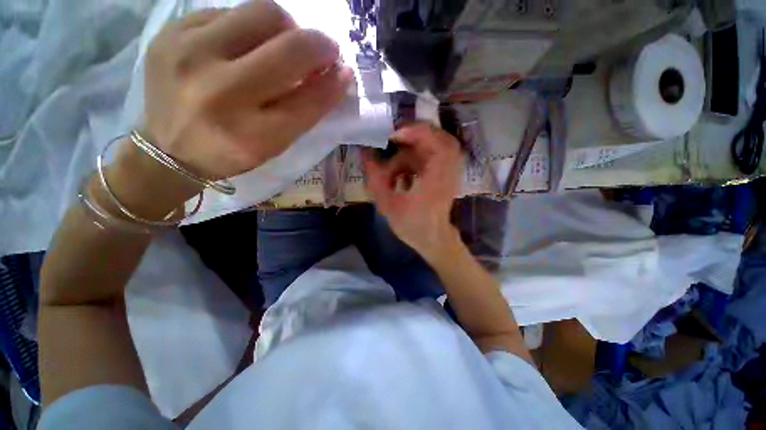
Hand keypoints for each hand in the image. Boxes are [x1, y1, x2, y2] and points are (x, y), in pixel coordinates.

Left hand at [143, 0, 352, 179]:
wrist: (167, 148)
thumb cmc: (231, 152)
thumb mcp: (274, 144)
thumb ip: (304, 111)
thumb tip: (335, 74)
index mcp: (252, 134)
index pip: (308, 100)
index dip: (333, 82)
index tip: (344, 71)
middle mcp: (220, 91)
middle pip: (288, 45)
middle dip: (318, 44)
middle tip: (322, 51)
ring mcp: (189, 54)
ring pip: (262, 13)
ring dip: (286, 29)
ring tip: (284, 46)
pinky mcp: (171, 32)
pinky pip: (229, 12)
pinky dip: (250, 27)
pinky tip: (246, 46)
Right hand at [363, 123, 463, 260]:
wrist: (433, 238)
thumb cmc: (411, 225)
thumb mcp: (387, 205)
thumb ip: (375, 178)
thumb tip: (363, 152)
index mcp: (438, 182)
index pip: (440, 146)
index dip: (418, 133)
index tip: (394, 135)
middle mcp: (449, 173)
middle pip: (441, 139)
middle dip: (416, 135)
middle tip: (393, 139)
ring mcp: (451, 172)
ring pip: (436, 145)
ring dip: (414, 148)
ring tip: (395, 162)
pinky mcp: (447, 173)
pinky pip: (434, 154)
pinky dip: (417, 156)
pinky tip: (402, 171)